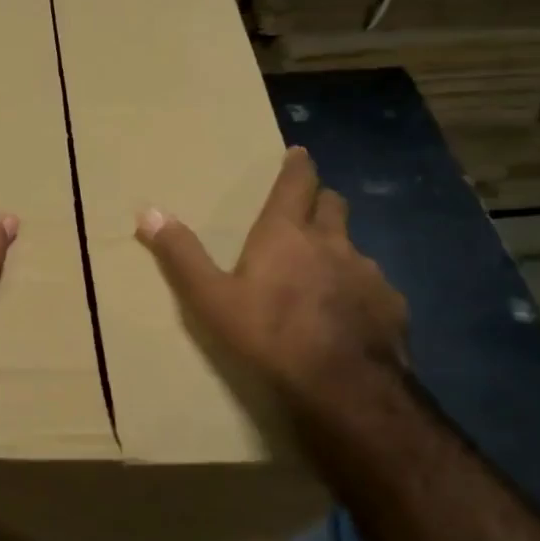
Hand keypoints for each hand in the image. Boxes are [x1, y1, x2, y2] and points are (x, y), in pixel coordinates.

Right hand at [136, 145, 407, 416]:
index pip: (296, 184)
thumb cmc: (270, 335)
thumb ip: (181, 255)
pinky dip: (359, 289)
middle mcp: (333, 243)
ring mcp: (368, 273)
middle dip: (320, 201)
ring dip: (338, 249)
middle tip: (308, 208)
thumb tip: (148, 212)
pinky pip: (374, 286)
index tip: (298, 153)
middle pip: (333, 206)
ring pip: (354, 247)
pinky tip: (349, 314)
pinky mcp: (391, 305)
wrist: (345, 387)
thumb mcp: (211, 298)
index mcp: (286, 234)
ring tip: (324, 270)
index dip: (297, 166)